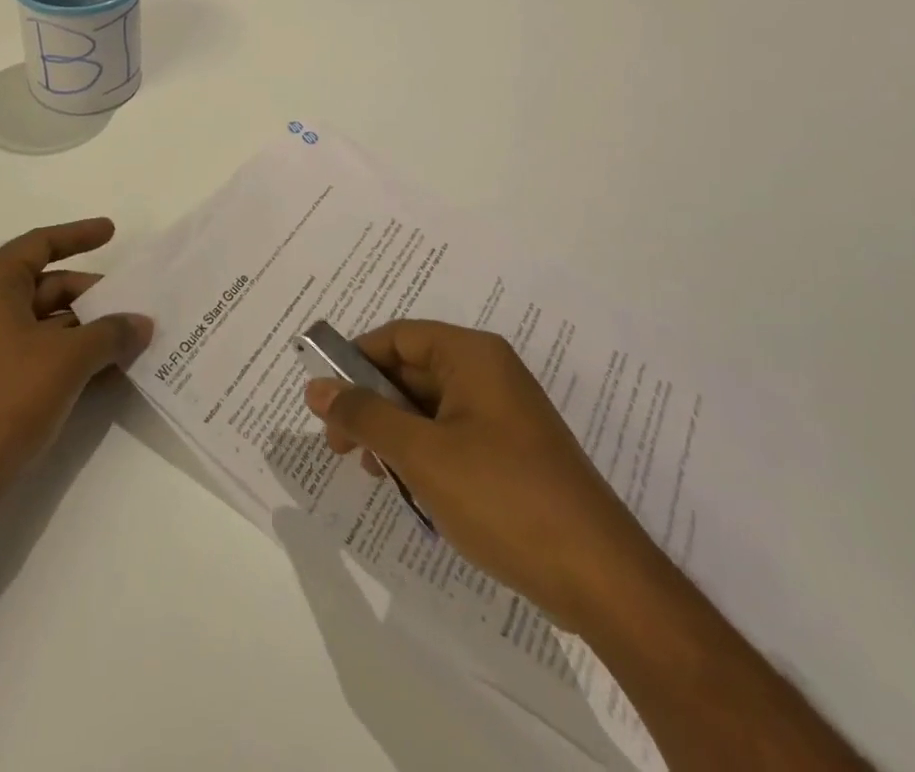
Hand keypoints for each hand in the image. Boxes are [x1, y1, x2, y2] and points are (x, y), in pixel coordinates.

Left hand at [0, 218, 151, 520]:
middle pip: (49, 285)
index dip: (79, 235)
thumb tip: (142, 322)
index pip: (41, 244)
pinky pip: (40, 353)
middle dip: (93, 295)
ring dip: (88, 330)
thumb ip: (110, 334)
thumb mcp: (67, 360)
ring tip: (132, 340)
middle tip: (135, 305)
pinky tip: (108, 373)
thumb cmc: (2, 399)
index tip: (113, 232)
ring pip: (48, 323)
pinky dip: (72, 356)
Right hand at [303, 319, 663, 630]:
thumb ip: (364, 415)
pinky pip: (452, 434)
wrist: (600, 578)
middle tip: (340, 446)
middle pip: (411, 370)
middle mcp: (488, 372)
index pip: (396, 337)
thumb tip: (314, 387)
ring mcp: (503, 413)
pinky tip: (411, 489)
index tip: (324, 401)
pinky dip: (423, 453)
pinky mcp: (512, 452)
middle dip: (371, 404)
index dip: (354, 362)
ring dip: (394, 433)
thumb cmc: (502, 497)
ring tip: (373, 472)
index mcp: (471, 355)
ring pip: (428, 406)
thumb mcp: (421, 454)